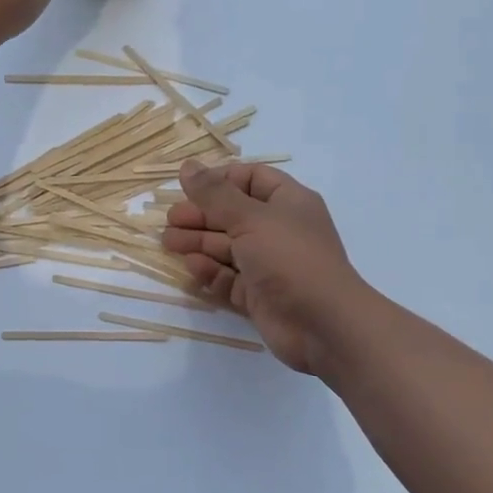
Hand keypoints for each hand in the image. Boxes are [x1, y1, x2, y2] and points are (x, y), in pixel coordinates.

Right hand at [163, 161, 370, 374]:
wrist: (323, 325)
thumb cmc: (290, 258)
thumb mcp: (250, 218)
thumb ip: (215, 194)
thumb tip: (188, 166)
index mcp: (288, 202)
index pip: (251, 179)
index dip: (219, 181)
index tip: (189, 188)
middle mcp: (279, 230)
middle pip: (233, 214)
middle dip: (201, 215)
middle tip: (170, 220)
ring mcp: (270, 264)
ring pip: (227, 247)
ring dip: (198, 242)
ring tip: (168, 242)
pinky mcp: (260, 295)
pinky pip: (229, 278)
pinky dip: (210, 272)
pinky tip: (192, 267)